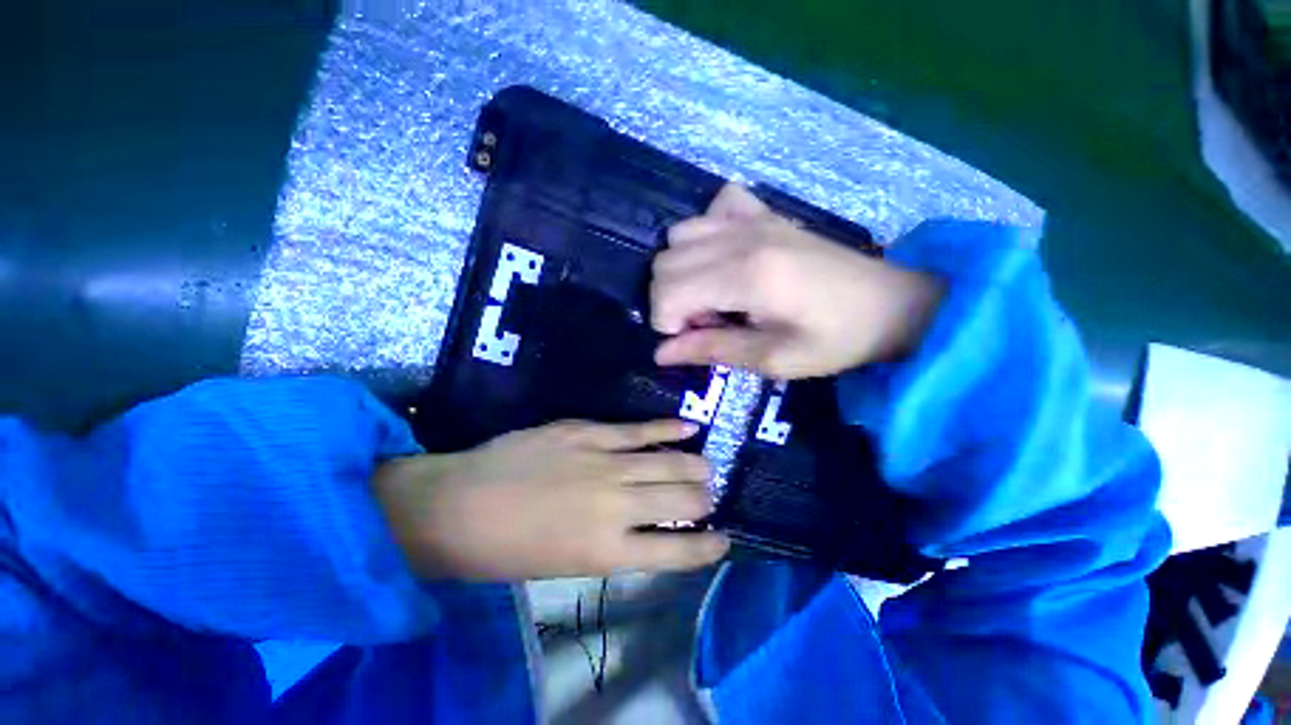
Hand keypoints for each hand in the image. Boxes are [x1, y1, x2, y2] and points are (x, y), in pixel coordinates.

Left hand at [374, 420, 727, 579]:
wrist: (458, 504)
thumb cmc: (506, 549)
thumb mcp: (565, 564)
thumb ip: (613, 543)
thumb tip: (646, 524)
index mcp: (607, 551)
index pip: (676, 552)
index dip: (706, 548)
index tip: (724, 541)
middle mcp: (616, 506)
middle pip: (681, 501)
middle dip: (703, 502)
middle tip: (710, 498)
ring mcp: (604, 463)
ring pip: (668, 463)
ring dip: (694, 467)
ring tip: (708, 469)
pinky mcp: (589, 432)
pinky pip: (638, 430)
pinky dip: (668, 428)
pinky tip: (690, 427)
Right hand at [650, 184, 943, 378]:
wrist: (892, 303)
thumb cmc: (837, 339)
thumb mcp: (774, 359)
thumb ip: (713, 350)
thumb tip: (661, 354)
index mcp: (747, 277)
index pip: (668, 291)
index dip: (665, 322)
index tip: (689, 341)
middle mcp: (741, 238)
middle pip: (665, 262)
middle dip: (670, 300)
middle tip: (704, 323)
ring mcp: (753, 219)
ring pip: (679, 235)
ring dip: (681, 270)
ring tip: (712, 295)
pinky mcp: (765, 213)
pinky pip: (714, 206)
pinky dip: (706, 231)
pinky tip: (724, 255)